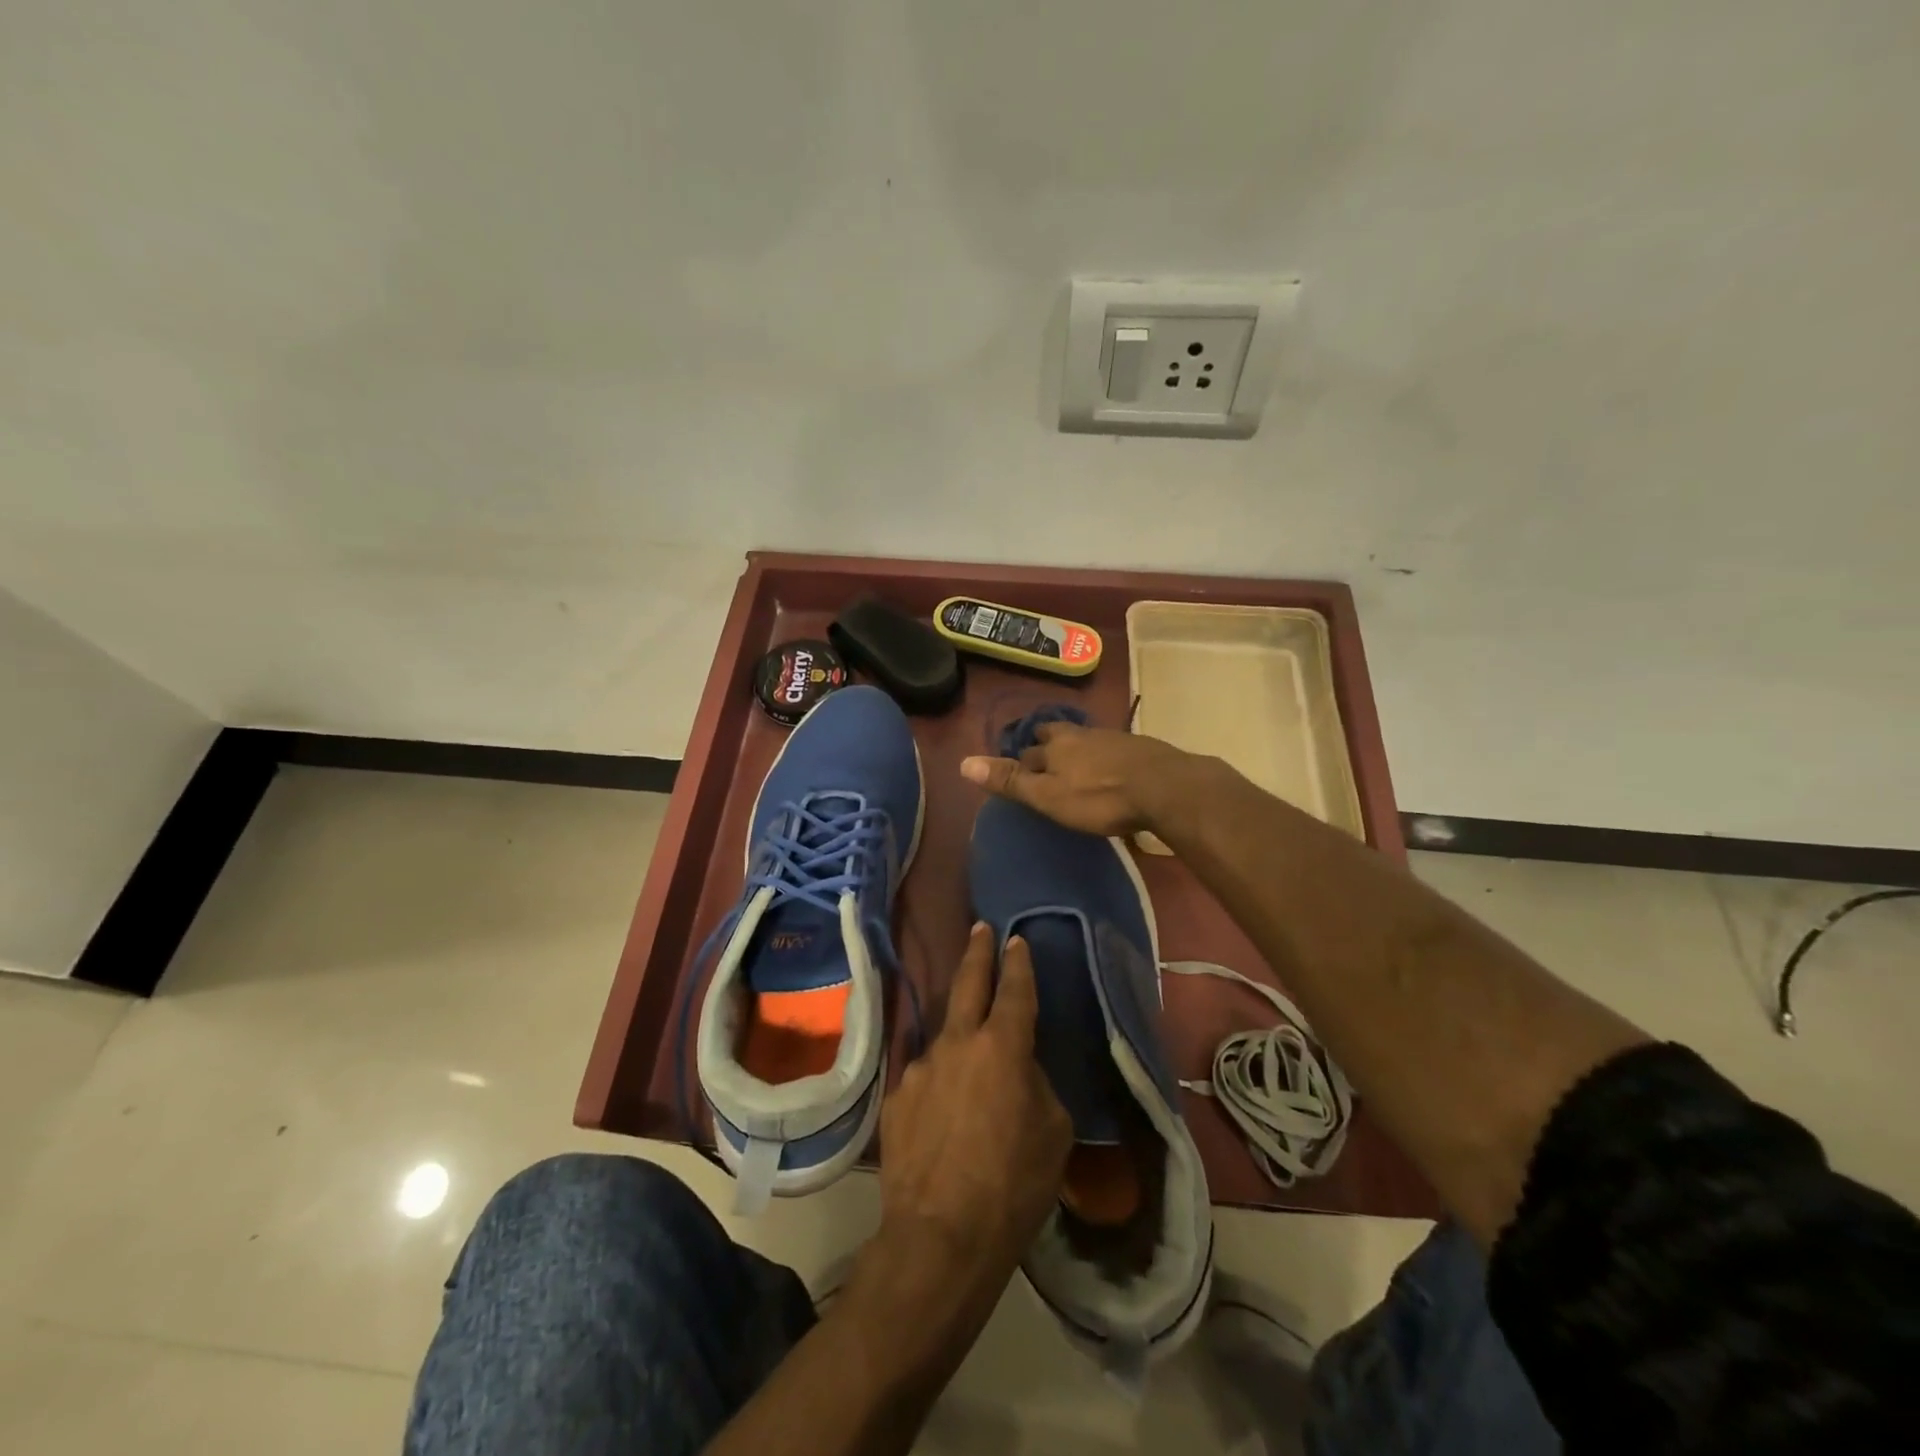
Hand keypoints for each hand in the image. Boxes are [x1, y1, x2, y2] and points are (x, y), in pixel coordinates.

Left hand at [876, 924, 1070, 1287]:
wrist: (940, 1236)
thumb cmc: (1013, 1185)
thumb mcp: (1051, 1132)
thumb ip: (1035, 1085)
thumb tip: (1016, 1072)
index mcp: (1002, 1047)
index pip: (1013, 991)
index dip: (1017, 963)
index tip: (1015, 940)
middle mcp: (956, 1044)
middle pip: (967, 984)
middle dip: (976, 953)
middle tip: (979, 928)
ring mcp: (920, 1067)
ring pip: (944, 1037)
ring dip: (959, 1037)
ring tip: (971, 1066)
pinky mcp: (895, 1097)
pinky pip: (924, 1077)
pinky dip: (939, 1083)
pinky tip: (944, 1114)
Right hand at [959, 721, 1194, 836]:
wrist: (1165, 787)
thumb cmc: (1099, 797)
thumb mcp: (1048, 796)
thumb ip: (1010, 780)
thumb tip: (963, 762)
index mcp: (1057, 745)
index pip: (1030, 749)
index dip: (1022, 758)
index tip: (1019, 768)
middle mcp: (1083, 735)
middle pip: (1058, 736)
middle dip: (1049, 746)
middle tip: (1045, 760)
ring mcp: (1115, 739)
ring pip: (1087, 742)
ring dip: (1079, 752)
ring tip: (1077, 768)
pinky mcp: (1141, 750)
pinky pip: (1114, 752)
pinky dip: (1106, 761)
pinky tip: (1113, 773)